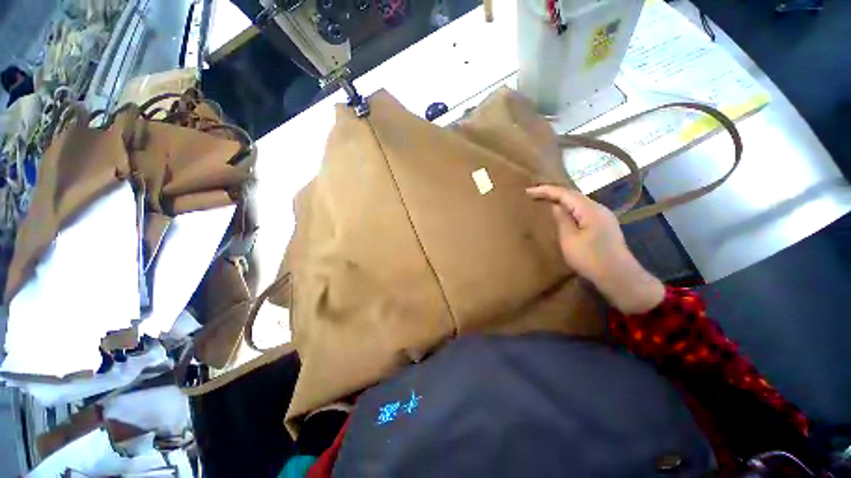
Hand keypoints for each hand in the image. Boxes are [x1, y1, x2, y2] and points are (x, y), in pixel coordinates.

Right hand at [526, 185, 664, 314]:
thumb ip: (562, 220)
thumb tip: (555, 206)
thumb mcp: (569, 240)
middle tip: (534, 194)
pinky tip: (562, 212)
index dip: (545, 190)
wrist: (619, 277)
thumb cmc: (590, 259)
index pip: (565, 193)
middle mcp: (598, 208)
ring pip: (578, 202)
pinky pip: (582, 210)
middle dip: (552, 192)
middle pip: (572, 195)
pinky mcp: (603, 225)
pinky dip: (568, 208)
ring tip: (544, 200)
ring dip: (560, 199)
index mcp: (590, 210)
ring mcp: (603, 216)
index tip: (528, 191)